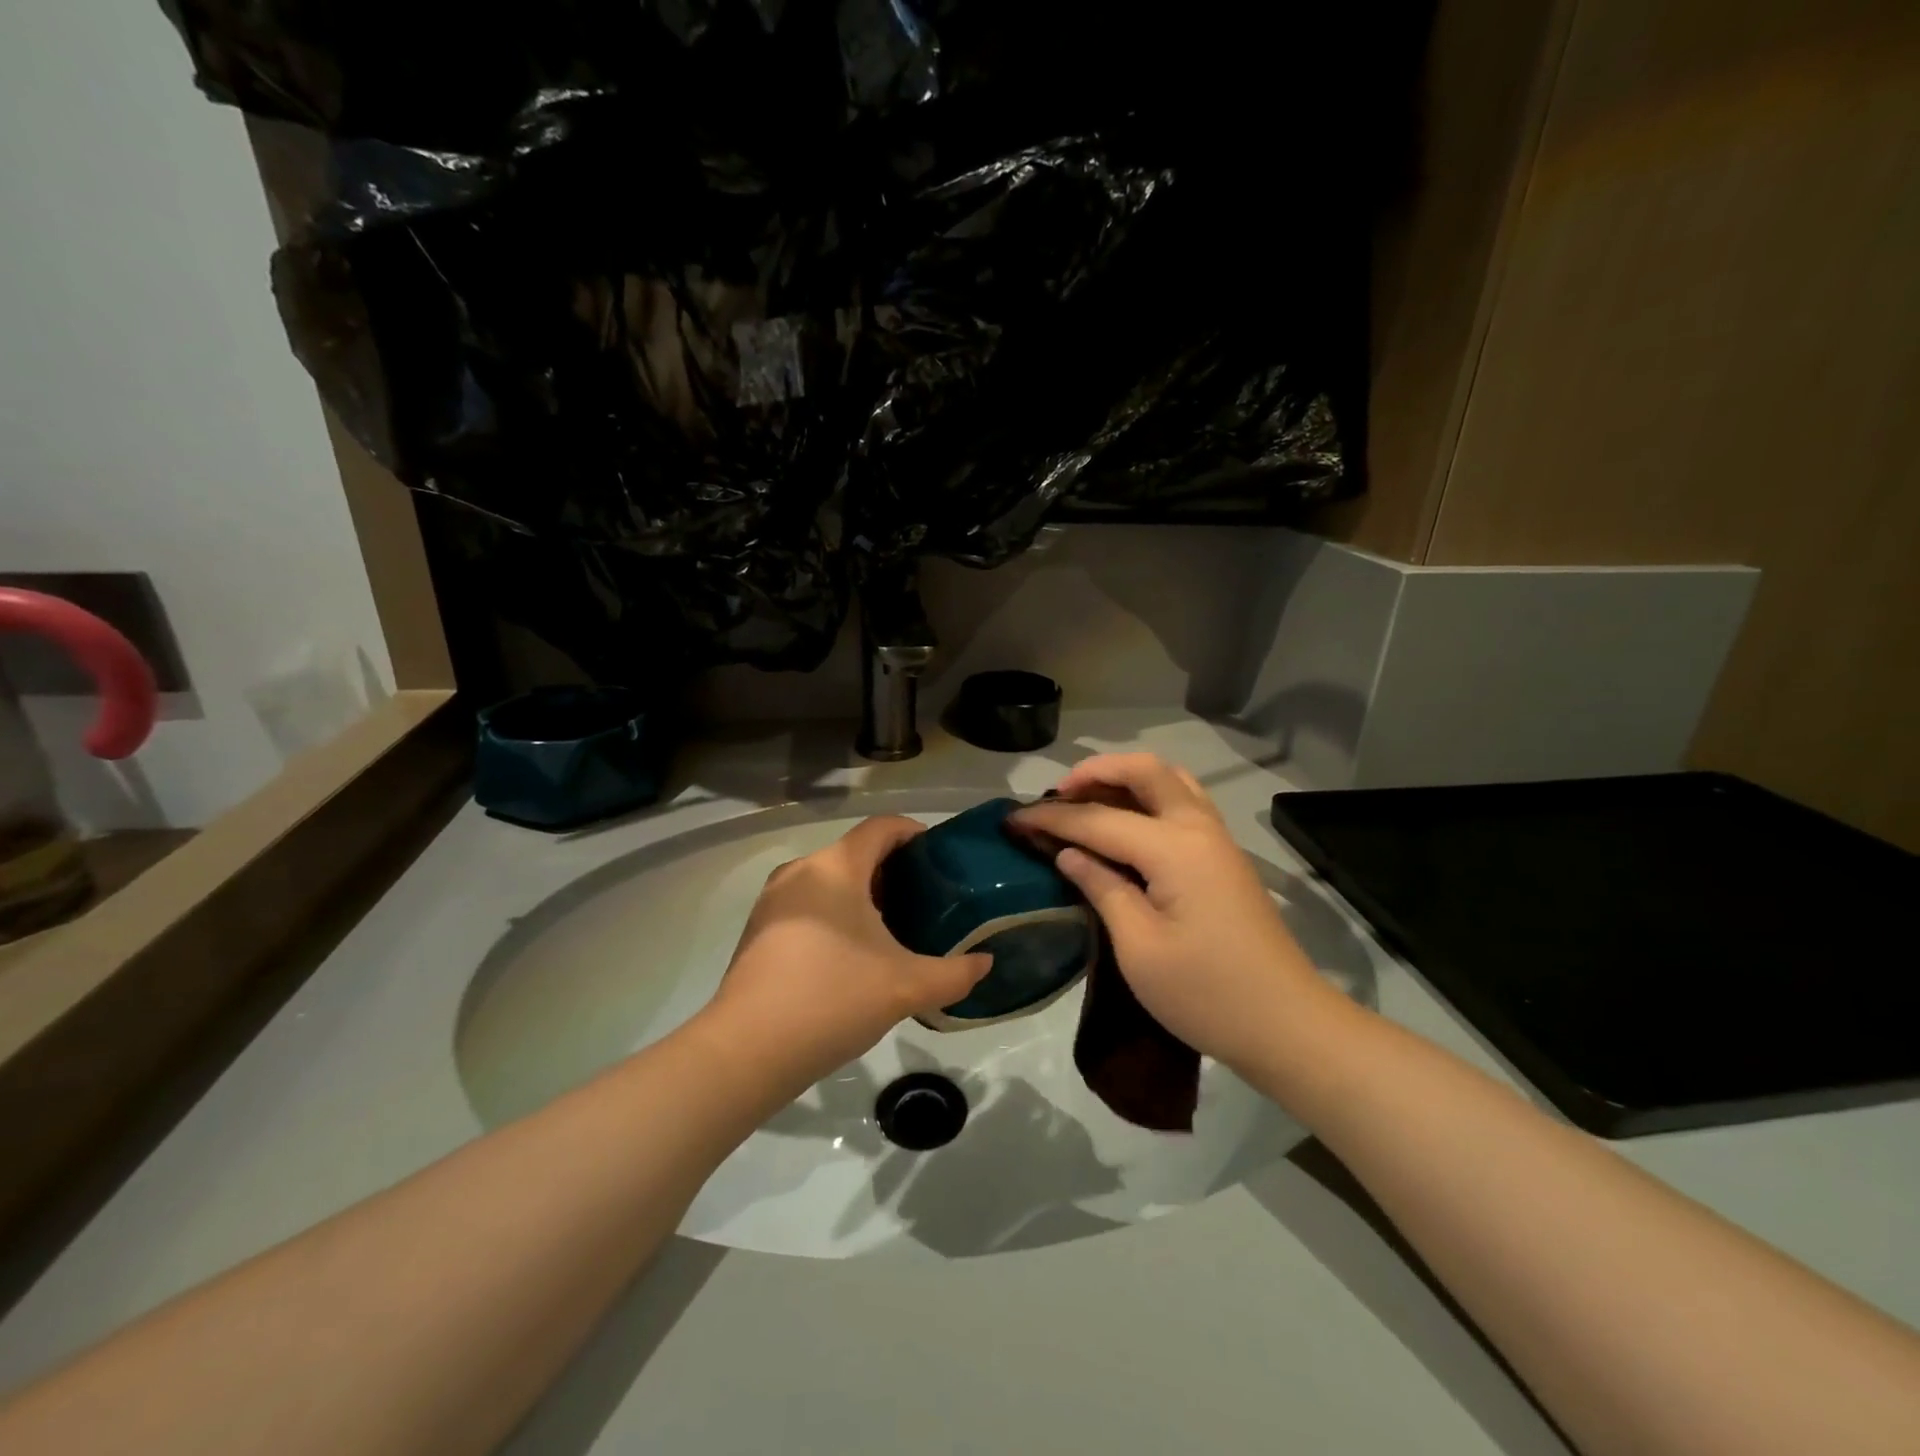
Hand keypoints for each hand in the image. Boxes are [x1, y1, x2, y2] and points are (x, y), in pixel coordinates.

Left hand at [699, 816, 992, 1096]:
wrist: (746, 1051)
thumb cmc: (832, 998)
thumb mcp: (906, 987)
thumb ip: (955, 973)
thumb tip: (985, 964)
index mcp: (837, 866)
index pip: (882, 827)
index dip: (915, 833)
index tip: (941, 858)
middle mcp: (802, 869)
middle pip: (857, 852)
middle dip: (894, 871)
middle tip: (928, 901)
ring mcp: (774, 899)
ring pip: (830, 879)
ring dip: (863, 894)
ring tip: (895, 929)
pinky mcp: (759, 928)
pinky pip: (808, 903)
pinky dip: (835, 913)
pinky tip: (852, 954)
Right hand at [1011, 754, 1328, 1073]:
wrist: (1286, 1025)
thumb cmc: (1206, 995)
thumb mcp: (1140, 948)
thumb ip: (1102, 888)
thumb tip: (1069, 853)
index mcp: (1174, 849)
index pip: (1099, 819)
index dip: (1052, 818)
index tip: (1012, 820)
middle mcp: (1199, 828)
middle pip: (1145, 771)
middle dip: (1095, 772)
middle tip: (1056, 797)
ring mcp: (1218, 839)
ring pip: (1170, 779)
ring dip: (1125, 778)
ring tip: (1088, 800)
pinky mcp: (1225, 856)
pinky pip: (1183, 801)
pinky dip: (1149, 796)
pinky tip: (1126, 823)